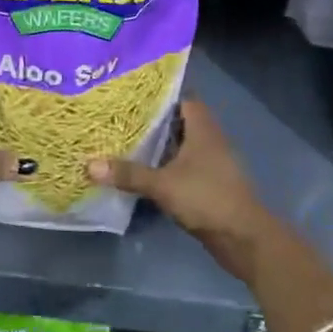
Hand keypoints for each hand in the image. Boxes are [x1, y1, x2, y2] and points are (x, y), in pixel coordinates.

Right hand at [89, 102, 273, 280]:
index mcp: (203, 129)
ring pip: (183, 145)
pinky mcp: (210, 184)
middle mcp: (210, 140)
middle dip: (155, 119)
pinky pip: (185, 166)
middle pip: (181, 121)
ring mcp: (213, 163)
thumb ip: (128, 174)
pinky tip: (146, 171)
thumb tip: (89, 164)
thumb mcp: (163, 185)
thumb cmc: (207, 198)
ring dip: (161, 144)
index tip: (133, 94)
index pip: (183, 98)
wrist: (243, 238)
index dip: (161, 94)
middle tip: (122, 116)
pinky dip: (168, 165)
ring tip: (127, 140)